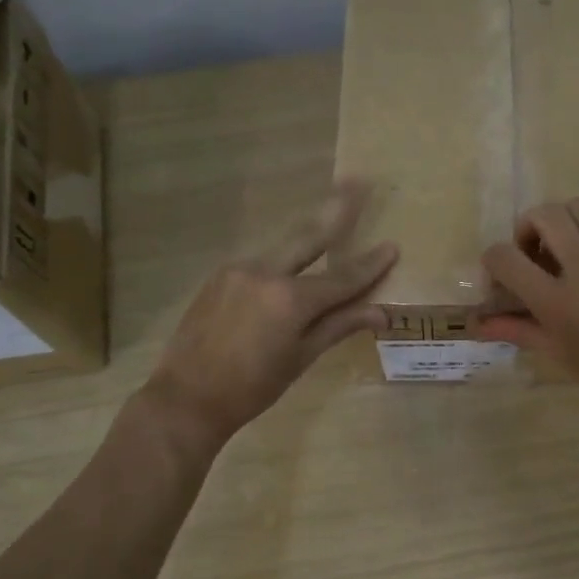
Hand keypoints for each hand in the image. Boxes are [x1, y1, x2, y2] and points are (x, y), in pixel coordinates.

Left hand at [144, 181, 396, 447]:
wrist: (186, 397)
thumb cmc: (252, 388)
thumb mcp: (301, 359)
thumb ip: (338, 326)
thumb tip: (381, 313)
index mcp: (289, 299)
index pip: (341, 278)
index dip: (370, 265)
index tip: (392, 246)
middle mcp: (264, 272)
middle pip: (309, 236)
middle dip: (336, 209)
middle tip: (358, 180)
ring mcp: (237, 270)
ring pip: (283, 249)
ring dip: (309, 235)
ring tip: (331, 210)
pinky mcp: (220, 276)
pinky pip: (261, 262)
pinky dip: (283, 260)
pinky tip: (291, 262)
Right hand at [477, 198, 578, 421]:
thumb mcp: (557, 353)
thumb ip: (515, 329)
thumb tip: (477, 323)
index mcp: (558, 303)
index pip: (506, 258)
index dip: (493, 261)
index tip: (502, 276)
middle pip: (545, 215)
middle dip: (526, 227)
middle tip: (531, 252)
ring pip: (578, 207)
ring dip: (560, 221)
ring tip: (563, 248)